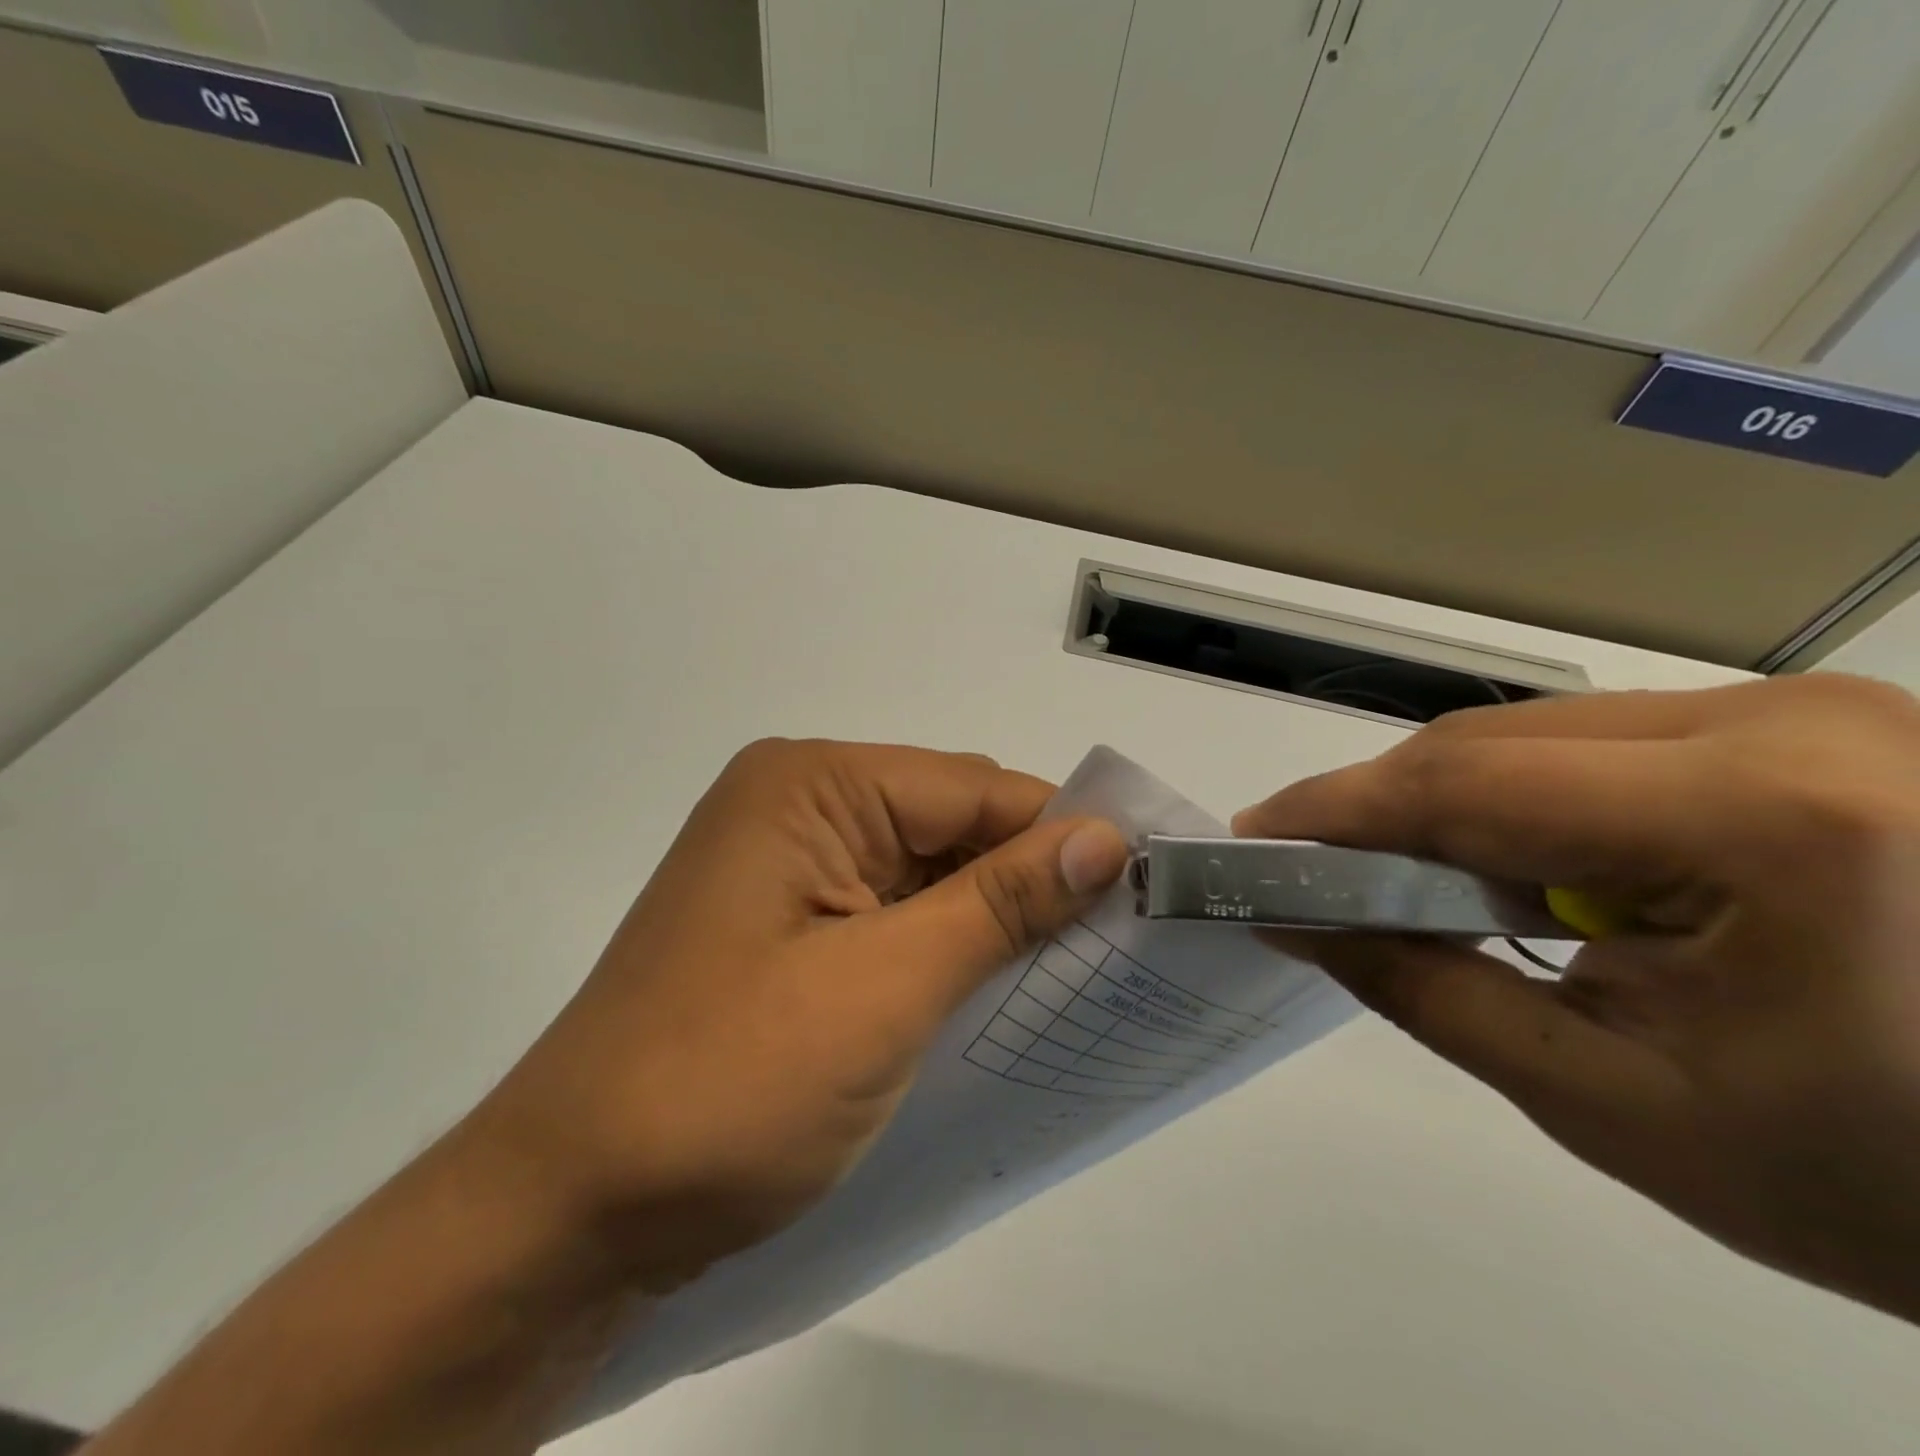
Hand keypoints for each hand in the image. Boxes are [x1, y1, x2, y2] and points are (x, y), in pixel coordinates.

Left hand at [469, 739, 1129, 1291]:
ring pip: (928, 874)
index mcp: (811, 786)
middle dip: (1028, 879)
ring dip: (989, 920)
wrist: (572, 1213)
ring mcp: (790, 868)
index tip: (1143, 889)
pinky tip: (991, 993)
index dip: (1060, 834)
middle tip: (1117, 944)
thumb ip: (999, 905)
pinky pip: (893, 916)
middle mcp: (799, 807)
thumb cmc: (726, 1085)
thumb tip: (1104, 841)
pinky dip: (946, 948)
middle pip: (951, 824)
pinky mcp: (790, 928)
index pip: (971, 788)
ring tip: (1070, 975)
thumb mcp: (885, 988)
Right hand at [1236, 676, 1919, 1323]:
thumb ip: (1422, 989)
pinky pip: (1601, 746)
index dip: (1338, 809)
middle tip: (1318, 870)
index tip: (1254, 835)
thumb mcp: (1607, 1099)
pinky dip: (1527, 804)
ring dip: (1454, 809)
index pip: (1469, 785)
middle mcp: (1795, 724)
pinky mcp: (1818, 729)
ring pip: (1537, 737)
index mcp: (1767, 819)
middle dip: (1386, 809)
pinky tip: (1528, 872)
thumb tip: (1291, 921)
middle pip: (1494, 744)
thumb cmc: (1881, 1186)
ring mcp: (1817, 714)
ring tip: (1422, 885)